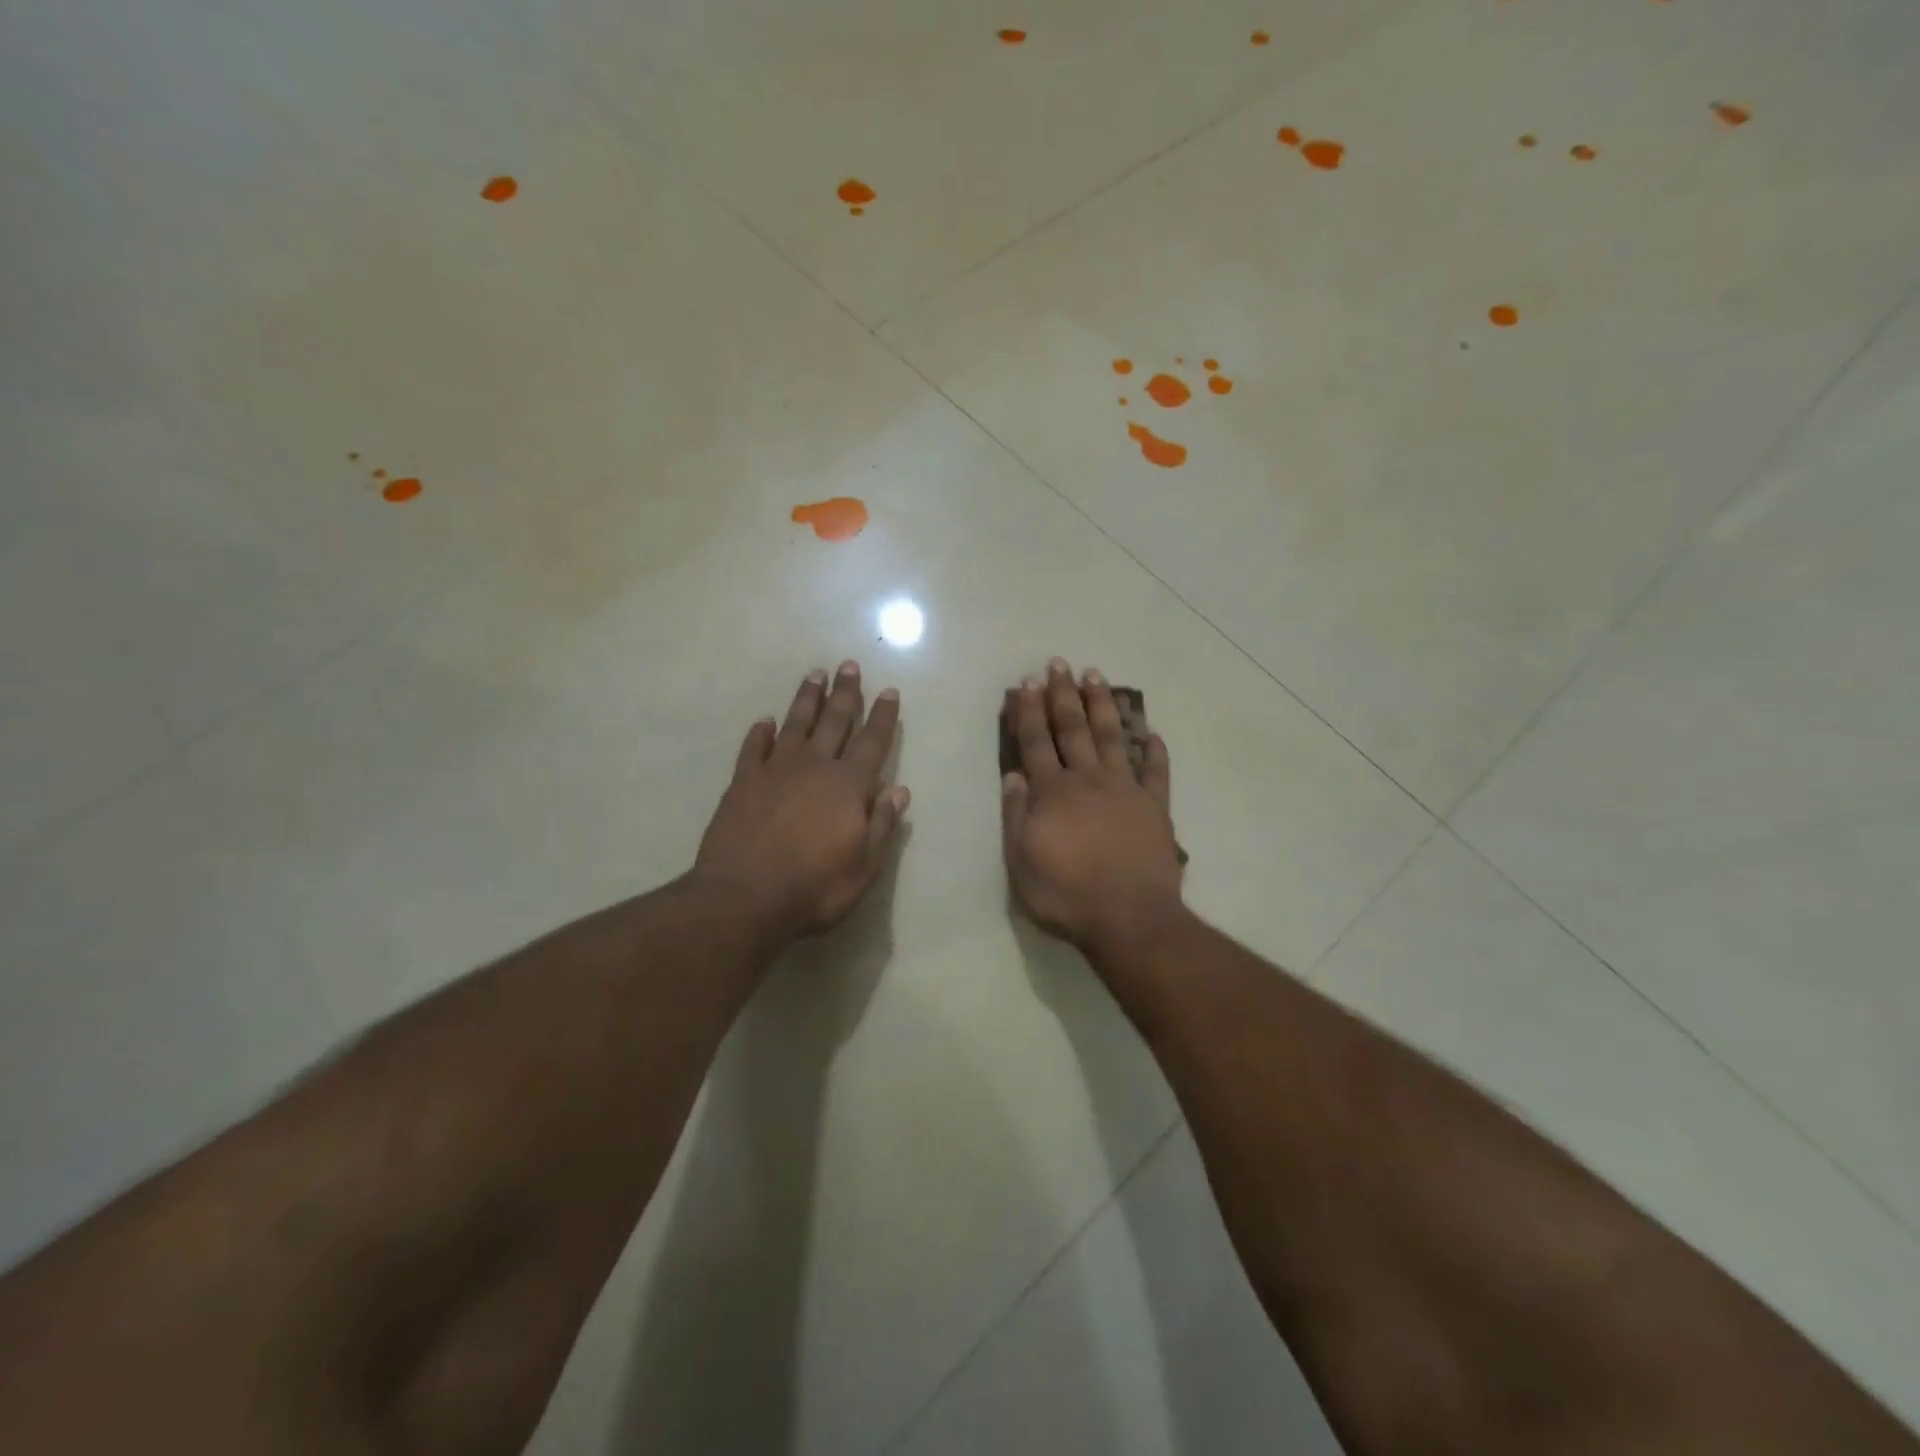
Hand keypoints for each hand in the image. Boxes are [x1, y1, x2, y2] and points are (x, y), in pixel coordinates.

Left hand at [696, 663, 908, 940]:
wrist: (743, 898)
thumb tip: (900, 790)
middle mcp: (814, 767)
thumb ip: (882, 825)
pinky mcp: (742, 782)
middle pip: (834, 721)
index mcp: (848, 786)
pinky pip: (754, 748)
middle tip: (849, 665)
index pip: (872, 742)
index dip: (882, 716)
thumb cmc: (814, 887)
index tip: (888, 691)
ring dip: (807, 699)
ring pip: (795, 724)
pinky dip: (760, 733)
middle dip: (845, 693)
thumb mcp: (863, 867)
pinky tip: (764, 722)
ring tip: (815, 674)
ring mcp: (775, 771)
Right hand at [1001, 659, 1183, 953]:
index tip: (1025, 684)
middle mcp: (1088, 780)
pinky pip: (1156, 771)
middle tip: (1058, 664)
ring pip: (1112, 737)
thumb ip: (1016, 815)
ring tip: (1096, 677)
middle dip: (1062, 695)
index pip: (1035, 742)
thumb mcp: (1021, 862)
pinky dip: (1155, 750)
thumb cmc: (1066, 895)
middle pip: (1072, 729)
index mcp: (1052, 793)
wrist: (1129, 919)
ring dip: (1102, 706)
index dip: (1027, 712)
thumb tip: (1013, 776)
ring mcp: (1125, 790)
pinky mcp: (1155, 807)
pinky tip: (1152, 732)